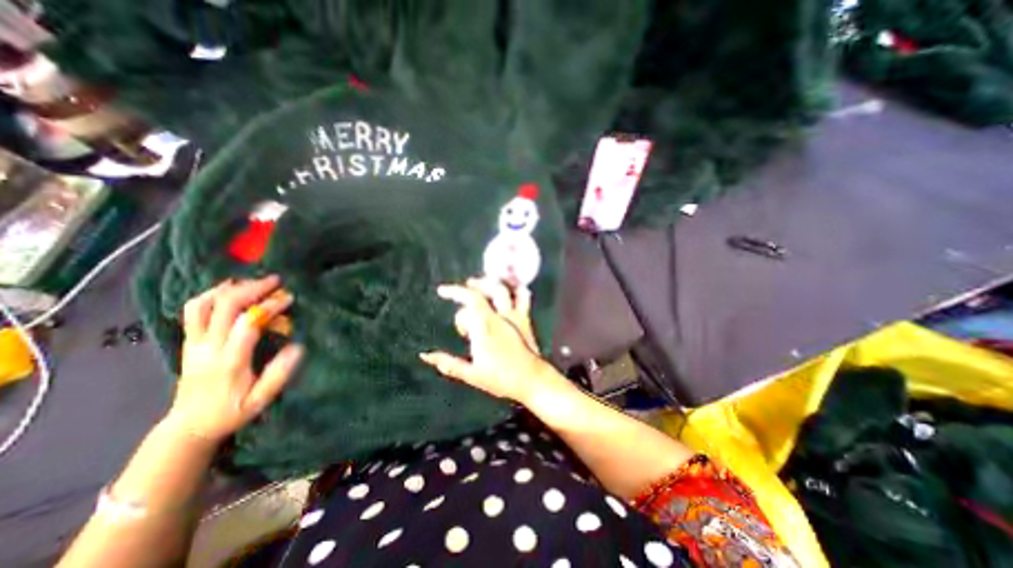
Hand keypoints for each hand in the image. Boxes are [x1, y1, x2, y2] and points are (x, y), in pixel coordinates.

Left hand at [169, 276, 304, 444]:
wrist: (188, 427)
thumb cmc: (231, 412)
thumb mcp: (261, 399)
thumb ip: (280, 373)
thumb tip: (297, 346)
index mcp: (229, 362)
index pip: (246, 324)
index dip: (268, 306)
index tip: (289, 298)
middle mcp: (208, 348)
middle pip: (224, 307)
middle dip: (251, 289)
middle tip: (275, 281)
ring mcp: (194, 343)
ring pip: (202, 305)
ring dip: (229, 289)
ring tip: (252, 282)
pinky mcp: (189, 342)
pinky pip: (194, 311)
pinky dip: (212, 295)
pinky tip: (230, 291)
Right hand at [422, 278, 561, 400]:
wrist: (532, 379)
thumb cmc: (501, 379)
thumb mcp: (472, 375)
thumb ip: (448, 364)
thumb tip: (425, 355)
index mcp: (483, 328)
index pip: (465, 307)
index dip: (456, 307)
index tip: (446, 300)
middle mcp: (497, 317)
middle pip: (480, 293)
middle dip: (467, 287)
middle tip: (461, 287)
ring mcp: (513, 315)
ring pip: (501, 289)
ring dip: (489, 282)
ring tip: (481, 281)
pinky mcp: (525, 318)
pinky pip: (523, 296)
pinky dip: (516, 288)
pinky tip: (511, 286)